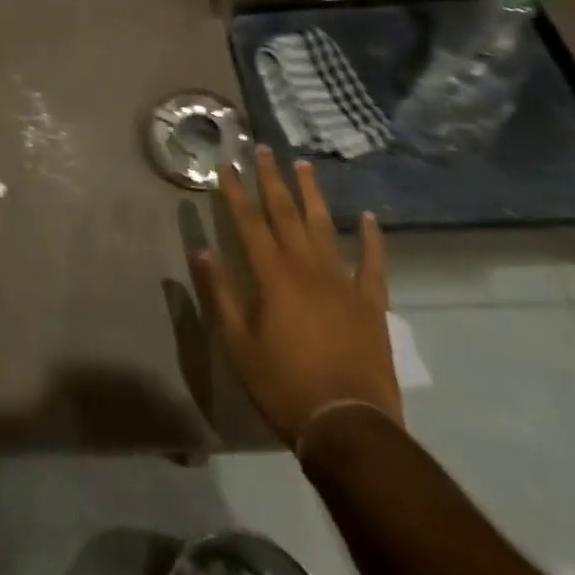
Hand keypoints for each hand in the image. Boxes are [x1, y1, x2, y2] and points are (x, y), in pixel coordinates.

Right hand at [191, 147, 400, 448]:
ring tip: (303, 165)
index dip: (234, 191)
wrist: (348, 425)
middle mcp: (306, 267)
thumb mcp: (238, 343)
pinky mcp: (370, 303)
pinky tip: (366, 217)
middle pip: (285, 213)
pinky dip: (371, 239)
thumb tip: (202, 250)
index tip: (226, 164)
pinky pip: (373, 264)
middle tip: (263, 149)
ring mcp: (342, 282)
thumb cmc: (283, 385)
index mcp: (272, 275)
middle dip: (271, 179)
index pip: (248, 222)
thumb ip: (220, 293)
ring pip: (324, 227)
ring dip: (312, 194)